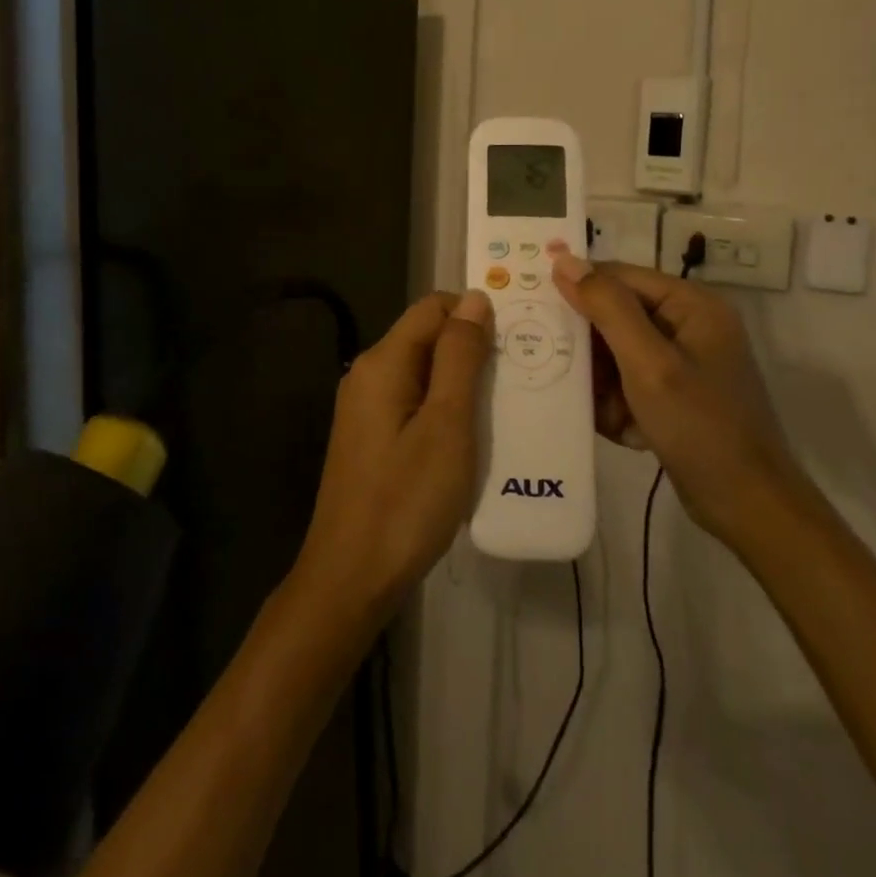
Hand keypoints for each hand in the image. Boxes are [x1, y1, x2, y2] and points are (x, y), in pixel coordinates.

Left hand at [292, 291, 493, 623]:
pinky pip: (415, 403)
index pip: (432, 307)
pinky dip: (446, 408)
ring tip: (508, 403)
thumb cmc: (406, 501)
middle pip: (426, 338)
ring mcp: (366, 409)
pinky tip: (474, 435)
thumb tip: (475, 298)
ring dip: (464, 381)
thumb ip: (460, 357)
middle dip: (473, 348)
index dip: (474, 312)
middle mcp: (368, 375)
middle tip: (523, 374)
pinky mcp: (372, 438)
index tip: (519, 335)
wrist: (352, 577)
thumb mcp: (446, 425)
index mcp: (382, 363)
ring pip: (424, 373)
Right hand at [550, 250, 805, 546]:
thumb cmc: (699, 426)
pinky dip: (618, 406)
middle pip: (616, 317)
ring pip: (616, 355)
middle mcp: (688, 325)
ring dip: (603, 385)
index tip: (535, 309)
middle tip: (559, 368)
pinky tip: (623, 430)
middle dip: (590, 350)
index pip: (619, 277)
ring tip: (606, 412)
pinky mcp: (674, 395)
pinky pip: (628, 385)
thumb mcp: (648, 363)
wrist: (747, 506)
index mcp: (691, 305)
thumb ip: (607, 308)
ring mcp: (682, 363)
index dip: (577, 289)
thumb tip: (565, 259)